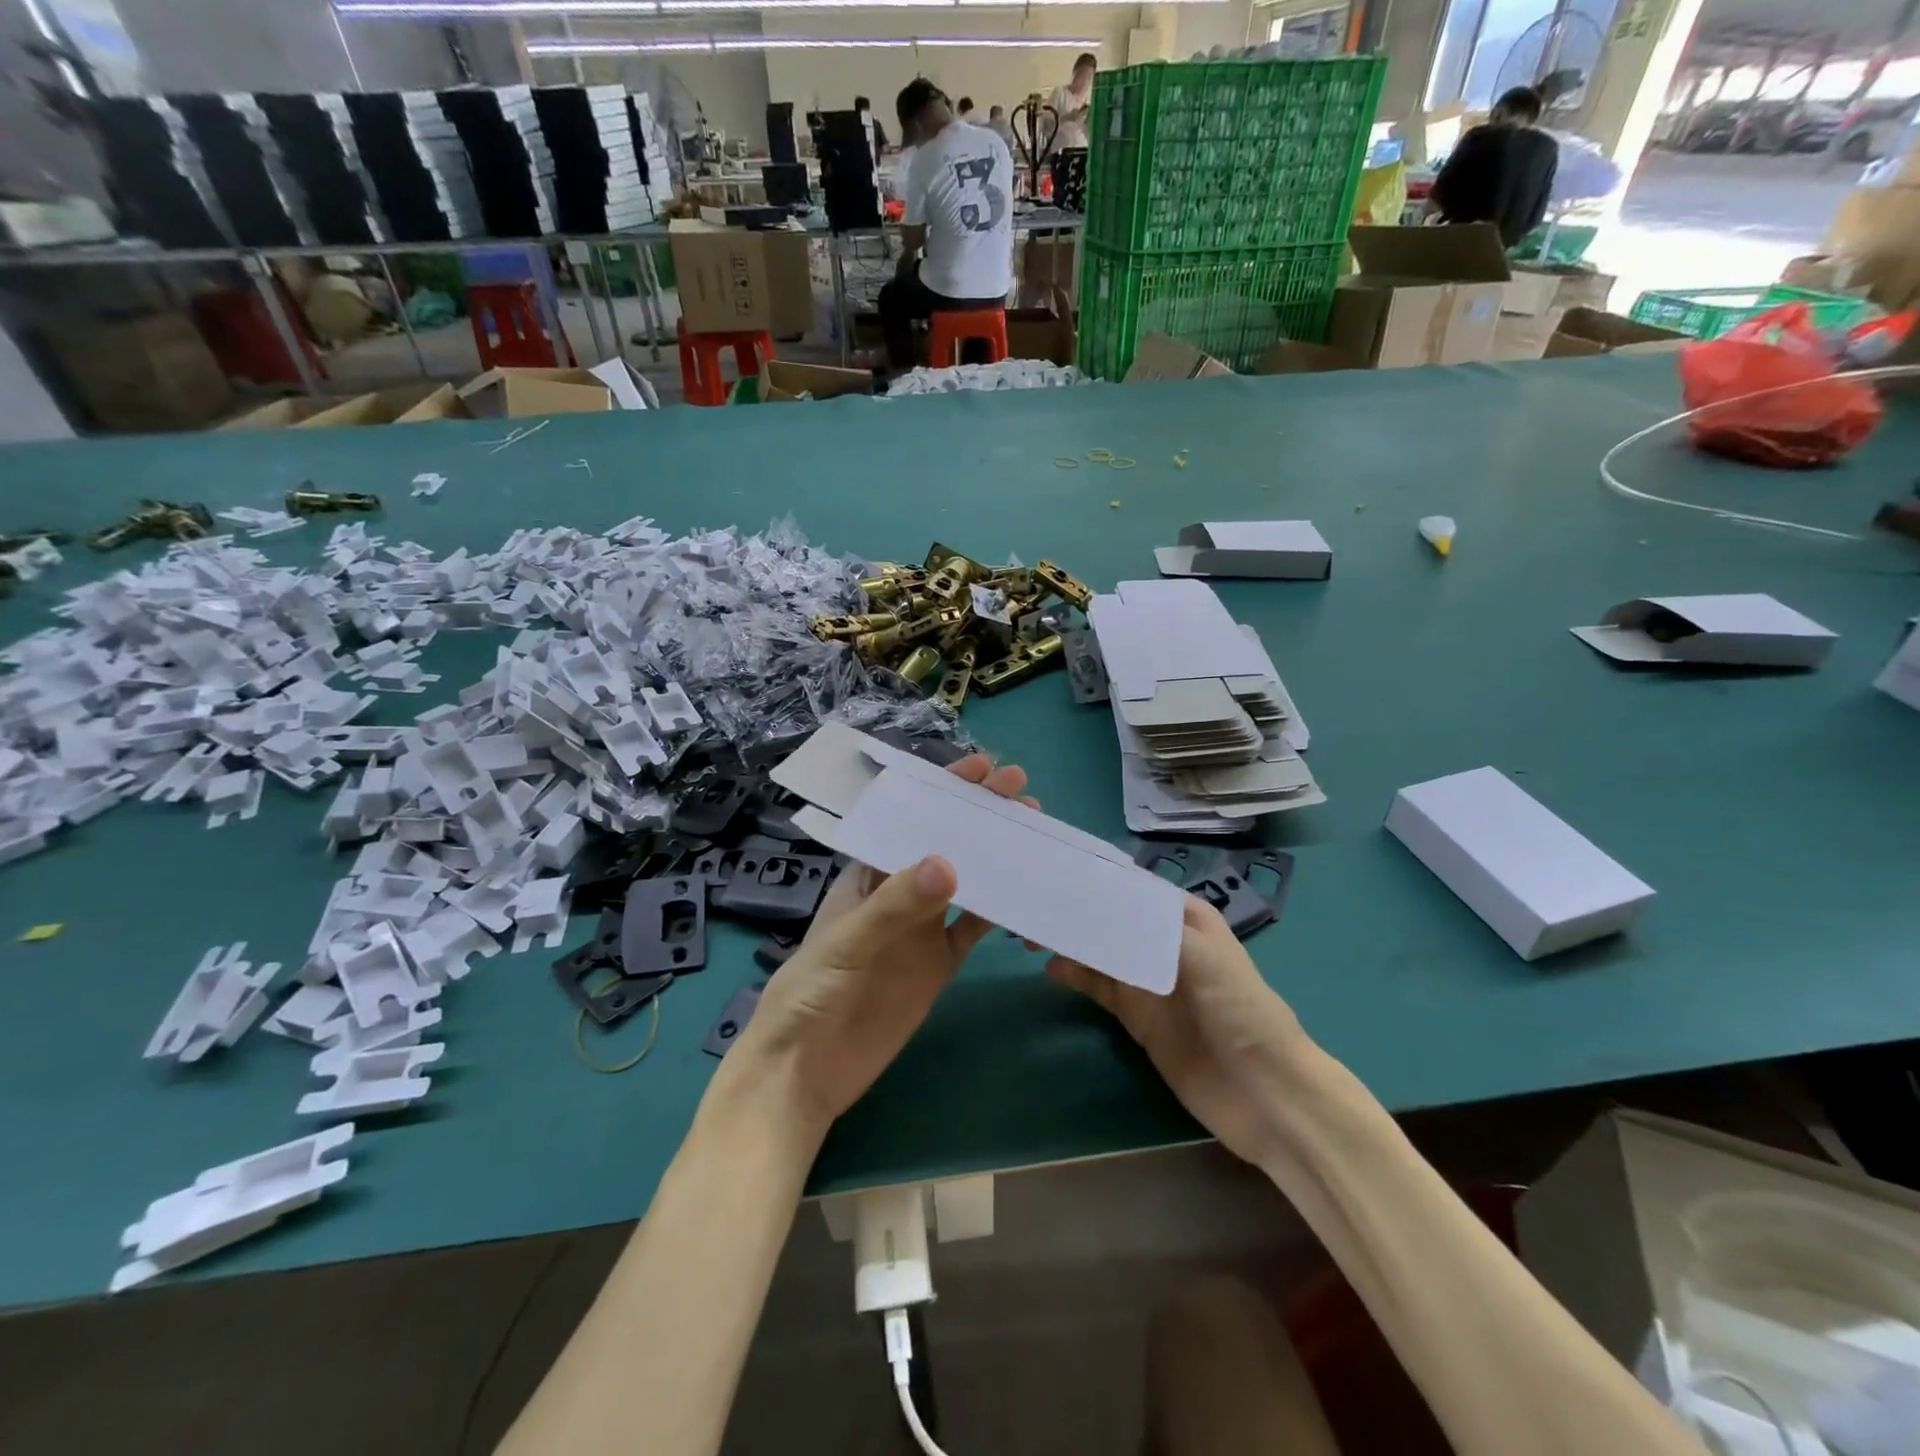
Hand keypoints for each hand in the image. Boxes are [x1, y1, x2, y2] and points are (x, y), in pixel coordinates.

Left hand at [730, 753, 1032, 1131]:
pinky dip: (1000, 909)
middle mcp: (898, 892)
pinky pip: (974, 928)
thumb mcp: (848, 942)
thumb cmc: (811, 993)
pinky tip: (1027, 893)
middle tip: (1021, 792)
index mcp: (868, 874)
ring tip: (1033, 830)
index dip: (943, 791)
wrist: (807, 1071)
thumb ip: (897, 905)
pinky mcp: (939, 963)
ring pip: (966, 881)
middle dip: (978, 815)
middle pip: (945, 843)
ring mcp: (921, 928)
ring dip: (996, 856)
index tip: (982, 768)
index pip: (908, 820)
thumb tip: (950, 863)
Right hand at [1049, 896, 1313, 1164]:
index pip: (1132, 887)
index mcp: (1185, 918)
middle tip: (1035, 906)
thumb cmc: (1241, 1011)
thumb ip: (1151, 928)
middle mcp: (1163, 942)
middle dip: (1076, 910)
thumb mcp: (1203, 957)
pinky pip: (1099, 985)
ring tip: (1033, 935)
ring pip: (1100, 949)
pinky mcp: (1137, 1015)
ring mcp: (1148, 979)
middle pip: (1111, 917)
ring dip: (1071, 941)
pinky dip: (1075, 975)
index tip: (1057, 871)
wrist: (1265, 1094)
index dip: (1097, 879)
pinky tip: (1052, 970)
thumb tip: (1099, 905)